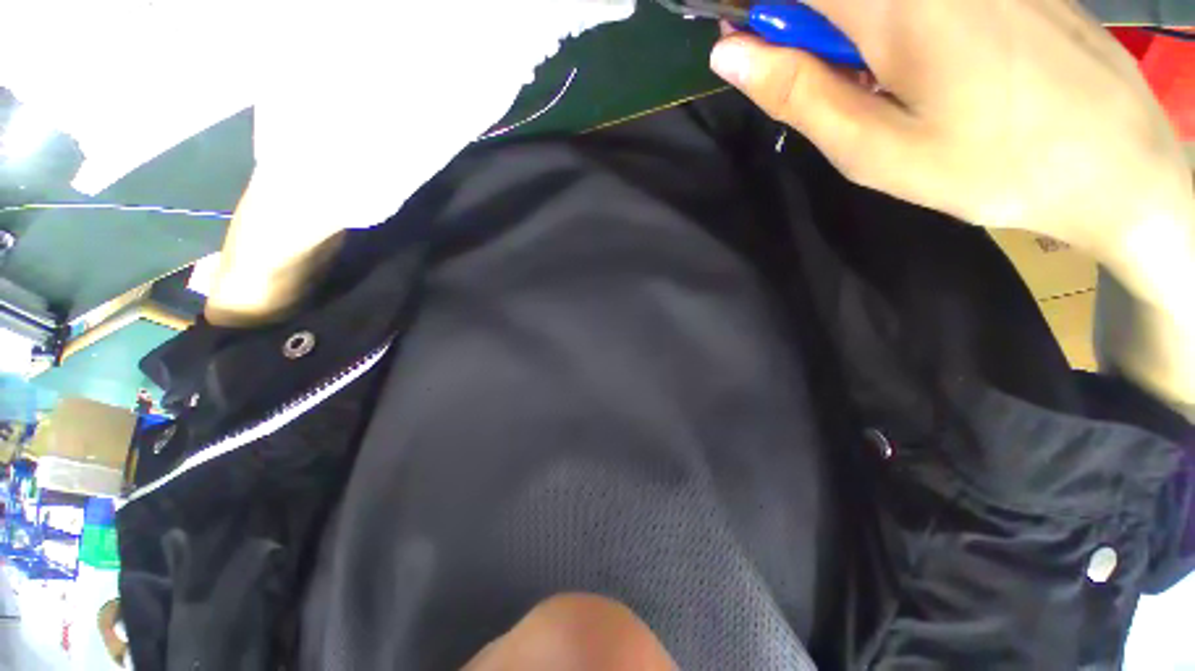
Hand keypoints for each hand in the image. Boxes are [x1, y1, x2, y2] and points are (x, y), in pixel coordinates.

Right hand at [709, 2, 1194, 408]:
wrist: (1118, 166)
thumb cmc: (989, 166)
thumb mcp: (873, 149)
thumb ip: (796, 93)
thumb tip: (729, 54)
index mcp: (896, 3)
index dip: (760, 9)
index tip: (752, 48)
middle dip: (809, 25)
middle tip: (826, 78)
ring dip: (855, 29)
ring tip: (884, 78)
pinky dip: (900, 22)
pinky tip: (930, 59)